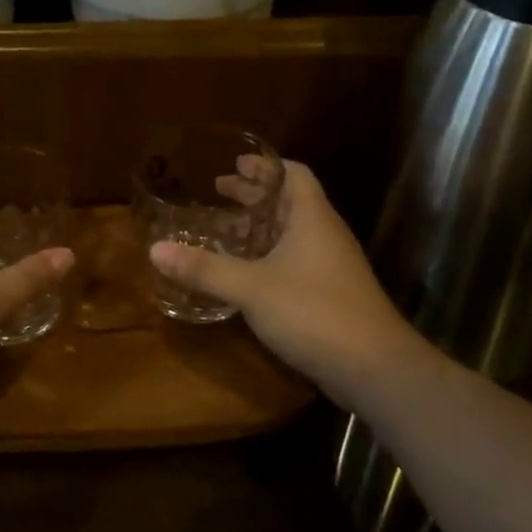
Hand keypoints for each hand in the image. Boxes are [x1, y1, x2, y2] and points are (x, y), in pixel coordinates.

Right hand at [149, 159, 414, 398]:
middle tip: (219, 190)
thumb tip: (156, 249)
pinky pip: (296, 259)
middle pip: (290, 201)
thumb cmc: (314, 312)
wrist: (375, 369)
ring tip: (226, 229)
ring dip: (261, 226)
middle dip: (255, 194)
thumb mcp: (251, 288)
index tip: (235, 163)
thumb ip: (204, 269)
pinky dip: (269, 255)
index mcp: (311, 217)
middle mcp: (325, 234)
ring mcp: (331, 266)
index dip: (265, 165)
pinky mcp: (331, 294)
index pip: (294, 173)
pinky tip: (247, 272)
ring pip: (293, 232)